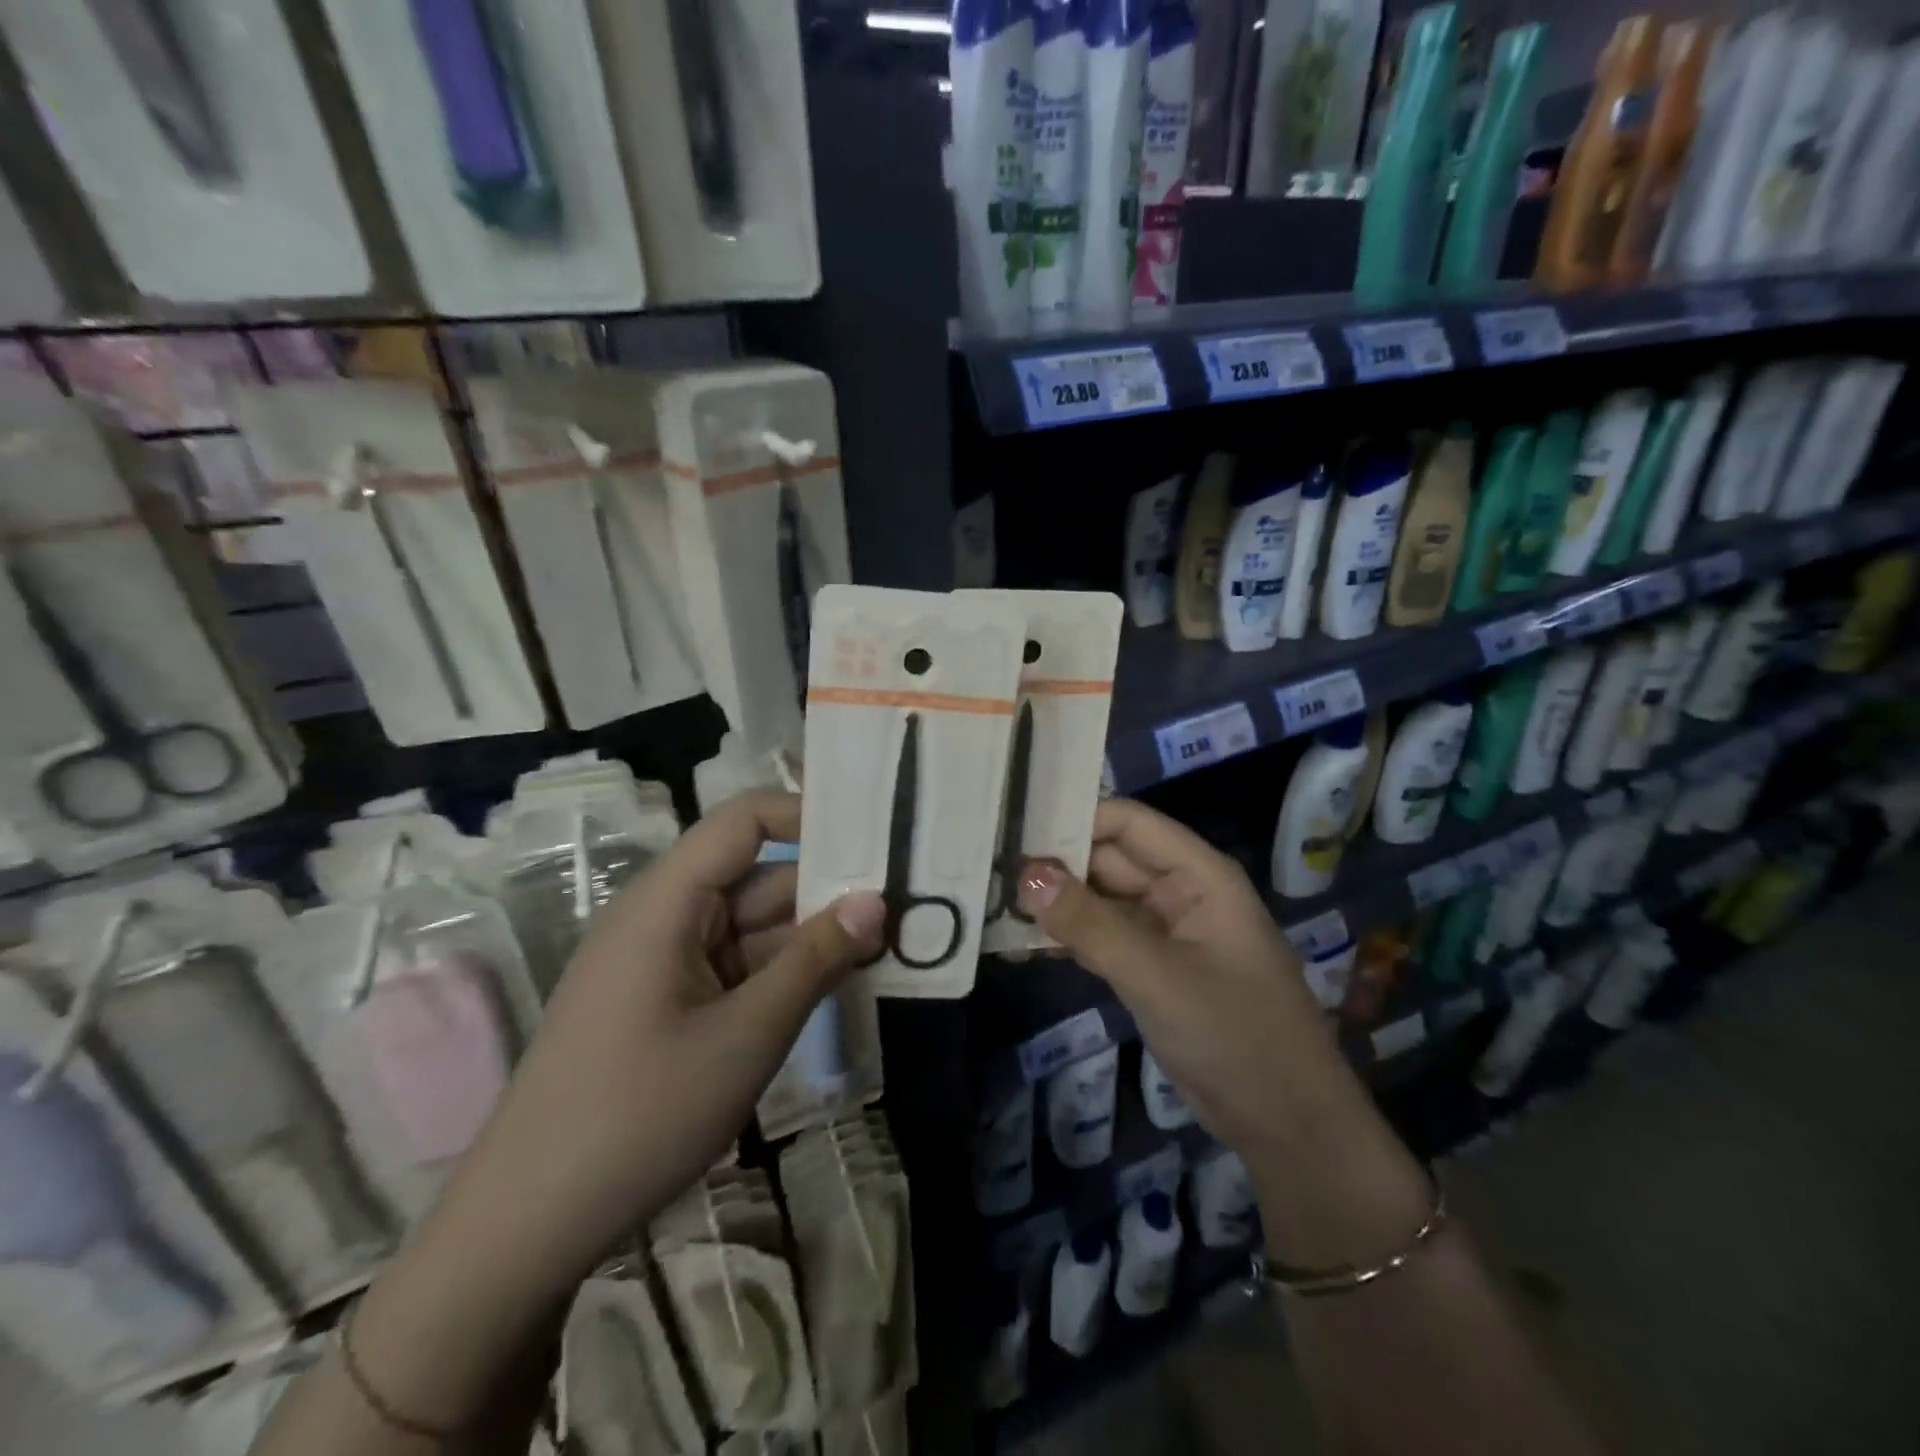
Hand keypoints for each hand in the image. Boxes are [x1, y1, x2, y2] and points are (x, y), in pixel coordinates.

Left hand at [450, 790, 884, 1288]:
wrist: (526, 1228)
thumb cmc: (640, 1114)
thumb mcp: (747, 1034)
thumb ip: (816, 960)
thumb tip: (876, 900)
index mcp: (666, 902)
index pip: (743, 821)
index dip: (806, 814)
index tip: (871, 833)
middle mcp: (662, 918)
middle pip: (754, 877)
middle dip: (825, 887)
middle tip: (903, 901)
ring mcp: (661, 964)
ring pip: (750, 927)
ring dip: (810, 935)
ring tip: (886, 943)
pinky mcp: (664, 1005)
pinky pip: (733, 967)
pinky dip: (781, 972)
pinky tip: (834, 984)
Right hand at [1017, 798, 1429, 1268]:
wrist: (1288, 1127)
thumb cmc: (1236, 1036)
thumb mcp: (1157, 976)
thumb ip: (1090, 924)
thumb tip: (1025, 872)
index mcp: (1198, 874)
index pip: (1127, 822)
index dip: (1073, 819)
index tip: (1013, 828)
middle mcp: (1179, 892)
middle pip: (1108, 858)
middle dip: (1055, 862)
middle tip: (987, 866)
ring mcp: (1165, 932)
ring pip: (1101, 899)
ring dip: (1056, 902)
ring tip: (992, 898)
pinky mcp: (1152, 968)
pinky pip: (1103, 937)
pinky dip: (1069, 937)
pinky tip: (1024, 943)